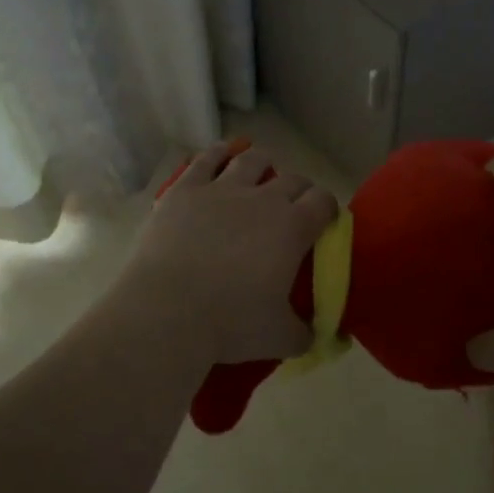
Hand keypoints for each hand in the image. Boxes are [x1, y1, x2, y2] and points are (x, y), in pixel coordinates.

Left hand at [113, 142, 339, 365]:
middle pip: (293, 178)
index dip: (327, 208)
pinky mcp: (185, 189)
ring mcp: (221, 189)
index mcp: (293, 228)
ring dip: (262, 164)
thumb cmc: (230, 324)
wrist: (166, 312)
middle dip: (299, 189)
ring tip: (260, 174)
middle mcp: (263, 198)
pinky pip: (206, 159)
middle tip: (292, 207)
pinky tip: (221, 155)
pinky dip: (217, 154)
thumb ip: (305, 333)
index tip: (323, 221)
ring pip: (251, 160)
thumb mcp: (279, 338)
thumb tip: (318, 335)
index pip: (323, 201)